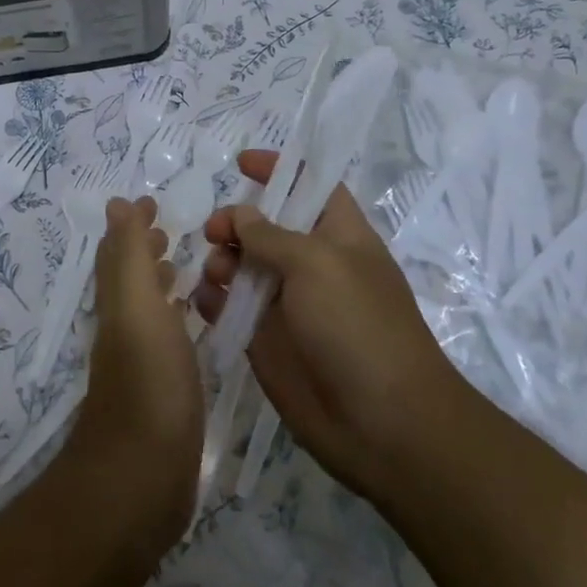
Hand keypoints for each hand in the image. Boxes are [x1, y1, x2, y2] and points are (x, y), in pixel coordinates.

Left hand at [64, 196, 202, 554]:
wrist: (143, 476)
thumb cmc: (148, 382)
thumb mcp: (137, 306)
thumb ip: (129, 256)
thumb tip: (116, 204)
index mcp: (119, 306)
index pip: (119, 255)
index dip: (132, 226)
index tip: (153, 202)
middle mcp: (125, 331)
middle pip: (130, 281)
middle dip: (146, 251)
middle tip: (173, 232)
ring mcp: (143, 366)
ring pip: (148, 311)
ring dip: (161, 285)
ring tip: (188, 269)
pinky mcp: (163, 396)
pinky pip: (168, 343)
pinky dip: (178, 323)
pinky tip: (198, 329)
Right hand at [194, 150, 460, 505]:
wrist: (381, 424)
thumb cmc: (358, 326)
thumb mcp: (317, 264)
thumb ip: (271, 234)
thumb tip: (239, 215)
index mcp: (339, 235)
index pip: (311, 186)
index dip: (281, 169)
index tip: (241, 163)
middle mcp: (311, 264)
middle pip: (266, 225)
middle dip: (236, 220)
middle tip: (215, 232)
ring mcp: (286, 303)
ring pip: (241, 265)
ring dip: (221, 260)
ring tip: (216, 274)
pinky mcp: (264, 339)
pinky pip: (229, 307)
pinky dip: (212, 299)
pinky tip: (205, 301)